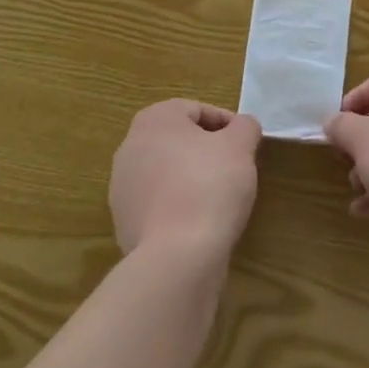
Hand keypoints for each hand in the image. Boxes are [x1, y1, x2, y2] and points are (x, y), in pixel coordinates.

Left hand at [110, 100, 261, 265]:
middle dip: (207, 151)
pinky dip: (178, 207)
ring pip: (167, 172)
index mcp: (154, 119)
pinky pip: (159, 204)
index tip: (246, 146)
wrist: (176, 257)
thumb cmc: (209, 186)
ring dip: (191, 179)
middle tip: (234, 168)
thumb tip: (241, 127)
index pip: (197, 110)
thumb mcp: (240, 146)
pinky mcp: (123, 222)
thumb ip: (245, 127)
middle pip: (179, 140)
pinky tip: (199, 224)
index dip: (227, 125)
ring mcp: (122, 187)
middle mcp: (130, 146)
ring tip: (218, 198)